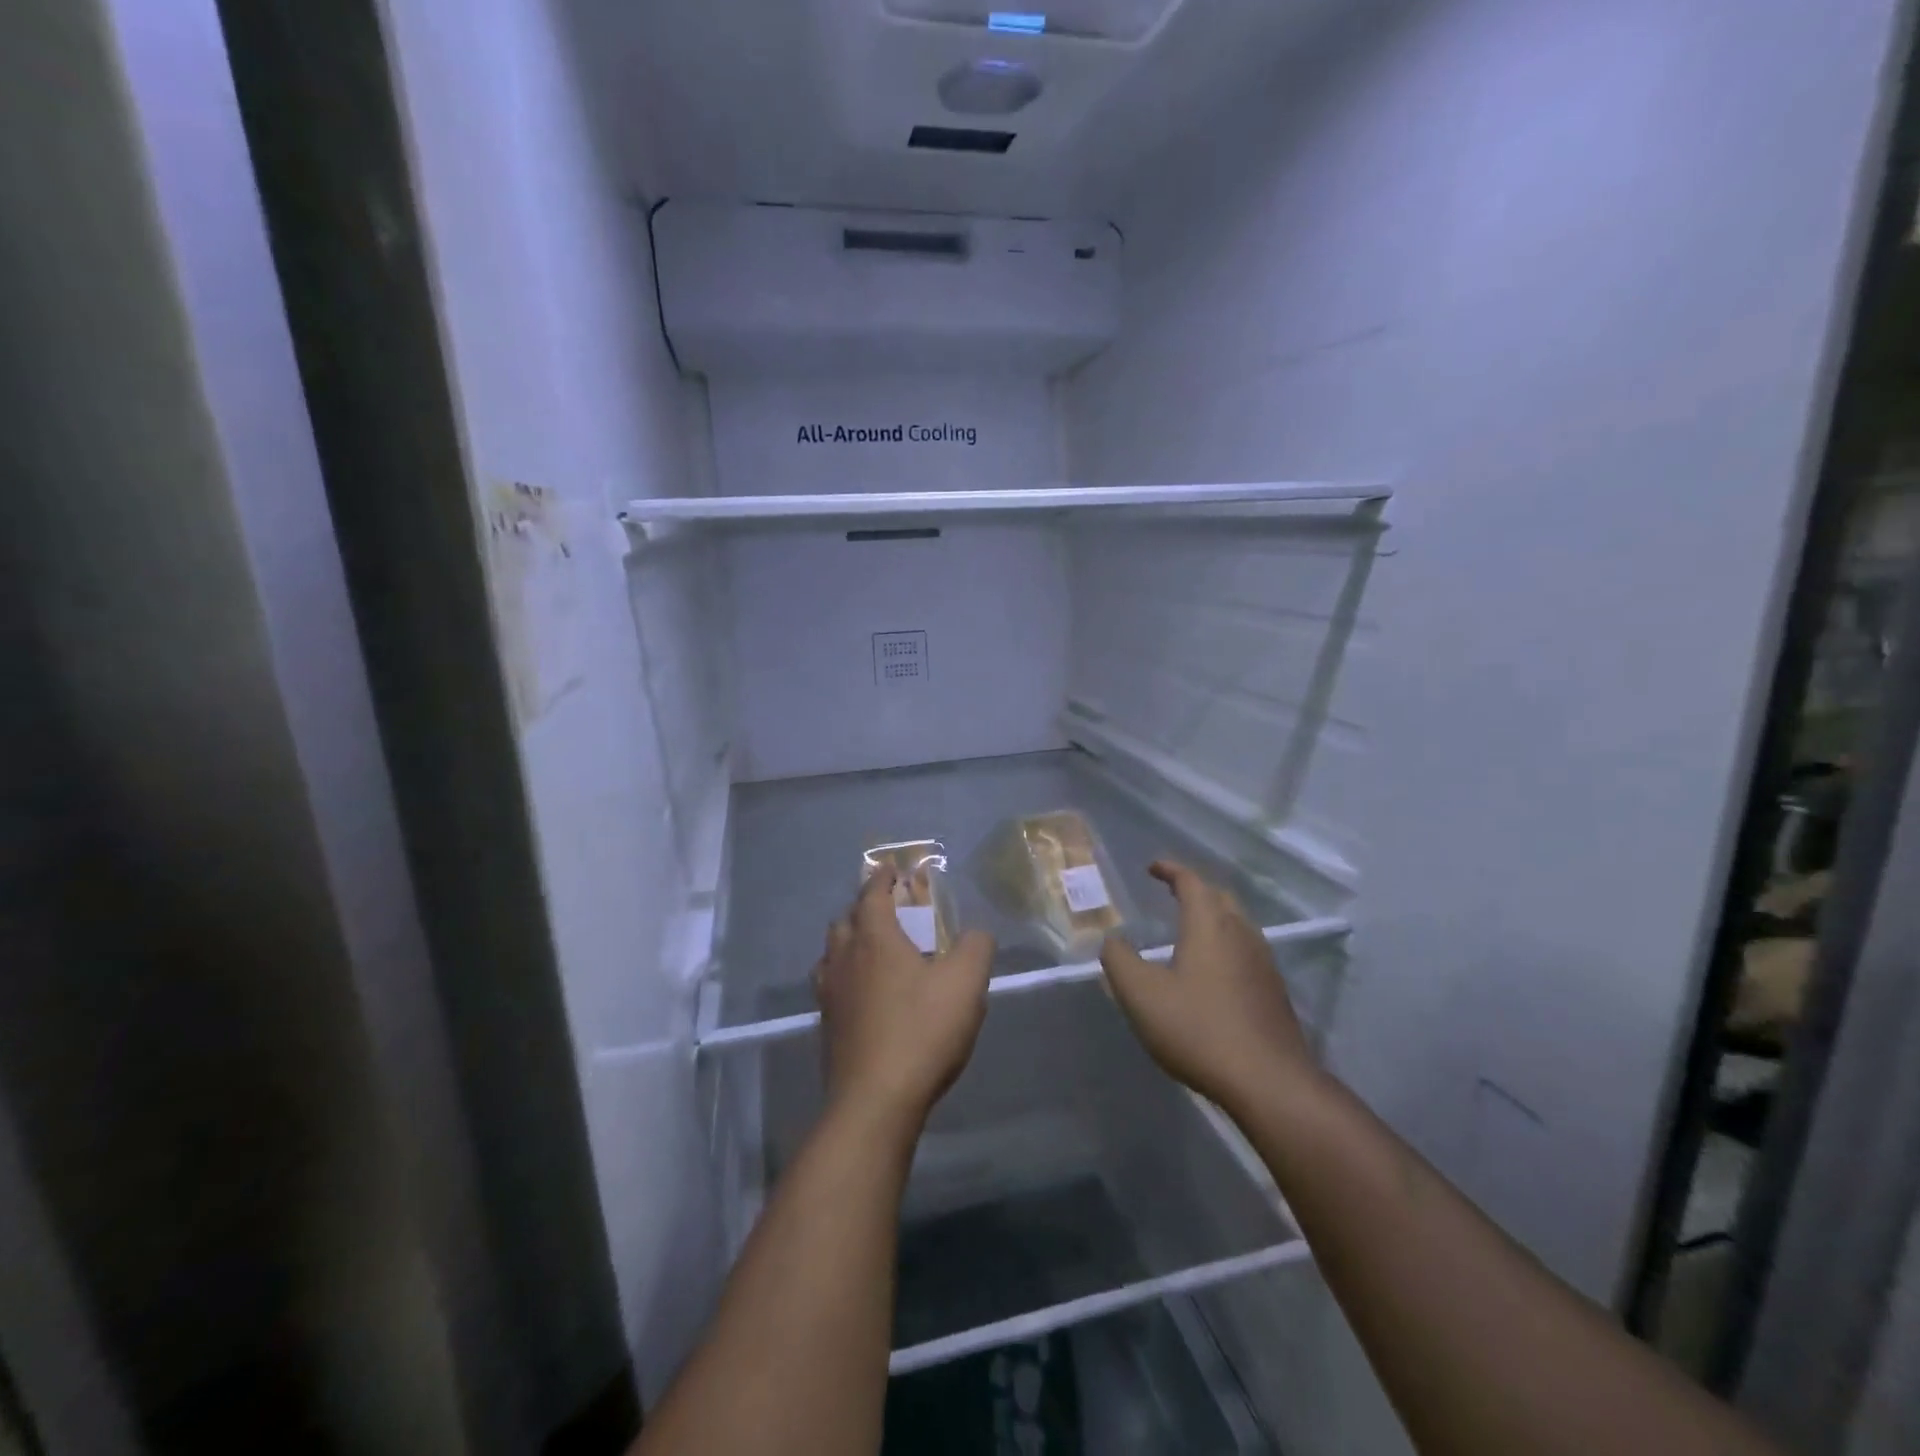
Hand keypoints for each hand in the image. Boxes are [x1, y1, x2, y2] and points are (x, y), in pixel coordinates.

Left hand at [813, 869, 993, 1134]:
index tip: (890, 869)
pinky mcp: (827, 1026)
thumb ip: (976, 947)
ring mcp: (829, 994)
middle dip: (864, 909)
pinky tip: (865, 995)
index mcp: (874, 938)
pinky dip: (845, 977)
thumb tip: (976, 934)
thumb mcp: (966, 983)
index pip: (871, 894)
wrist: (875, 1101)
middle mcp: (843, 958)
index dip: (881, 878)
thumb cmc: (922, 1031)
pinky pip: (831, 986)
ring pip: (832, 954)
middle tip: (889, 913)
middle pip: (845, 921)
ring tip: (875, 953)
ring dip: (850, 943)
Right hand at [1100, 861, 1314, 1115]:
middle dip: (1194, 890)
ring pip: (1237, 924)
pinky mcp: (1274, 992)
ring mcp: (1263, 963)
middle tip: (1171, 893)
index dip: (1171, 870)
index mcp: (1209, 925)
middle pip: (1220, 898)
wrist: (1268, 1081)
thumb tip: (1111, 940)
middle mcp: (1241, 934)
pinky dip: (1225, 945)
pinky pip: (1246, 951)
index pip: (1191, 882)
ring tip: (1190, 929)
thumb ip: (1119, 960)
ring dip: (1213, 917)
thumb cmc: (1198, 1029)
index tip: (1152, 867)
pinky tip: (1213, 971)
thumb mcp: (1141, 994)